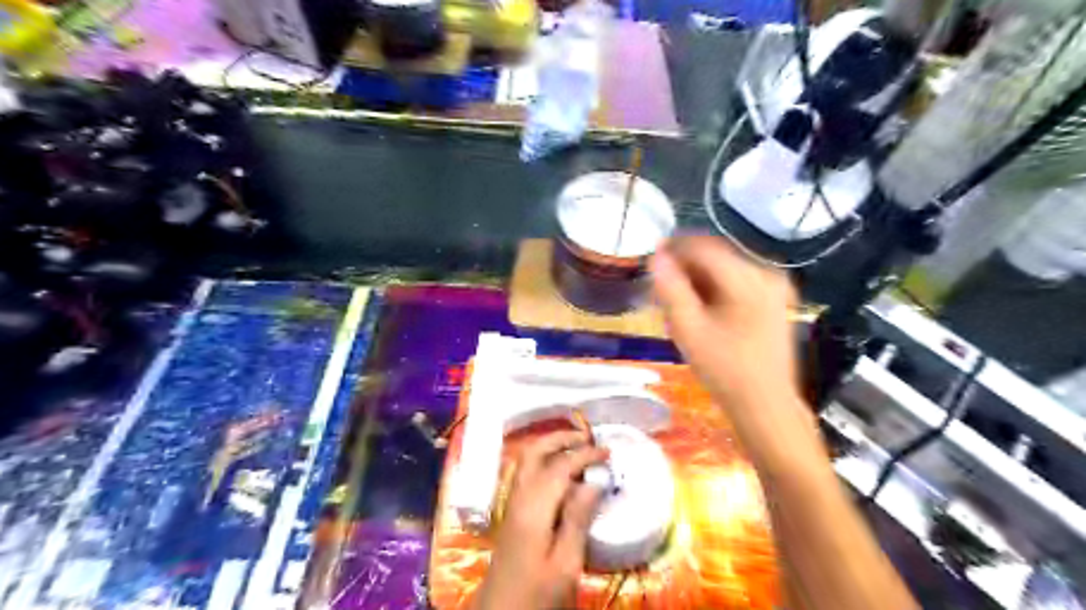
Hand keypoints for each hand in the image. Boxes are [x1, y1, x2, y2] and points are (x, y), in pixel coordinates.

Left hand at [476, 429, 608, 609]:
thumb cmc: (537, 595)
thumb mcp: (565, 564)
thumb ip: (577, 520)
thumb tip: (593, 481)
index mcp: (534, 508)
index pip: (560, 466)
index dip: (584, 454)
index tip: (608, 451)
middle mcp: (519, 497)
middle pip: (535, 452)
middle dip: (561, 438)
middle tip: (588, 437)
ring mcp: (512, 503)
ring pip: (528, 460)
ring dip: (551, 446)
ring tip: (577, 446)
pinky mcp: (512, 513)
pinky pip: (527, 473)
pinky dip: (545, 460)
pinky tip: (561, 471)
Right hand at [648, 238, 810, 443]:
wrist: (765, 404)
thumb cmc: (724, 370)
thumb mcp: (689, 329)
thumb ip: (670, 289)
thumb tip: (656, 256)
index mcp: (748, 279)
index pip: (704, 247)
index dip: (674, 248)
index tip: (650, 259)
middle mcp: (766, 274)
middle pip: (716, 256)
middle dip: (685, 267)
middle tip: (659, 286)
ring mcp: (774, 287)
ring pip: (724, 269)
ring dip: (697, 279)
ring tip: (676, 301)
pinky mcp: (774, 300)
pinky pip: (736, 282)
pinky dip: (713, 289)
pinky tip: (699, 308)